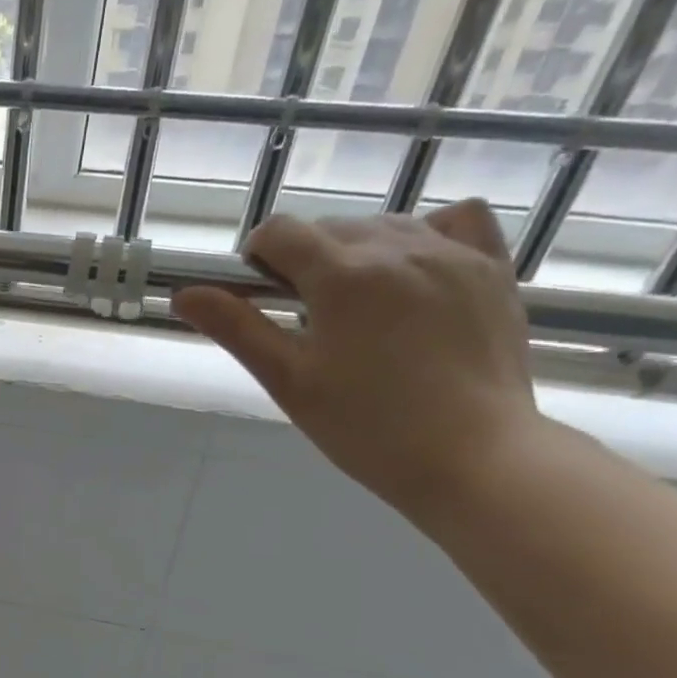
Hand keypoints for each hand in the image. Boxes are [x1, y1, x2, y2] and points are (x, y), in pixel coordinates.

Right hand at [172, 199, 542, 515]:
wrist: (472, 456)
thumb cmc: (365, 427)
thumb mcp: (288, 380)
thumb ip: (237, 329)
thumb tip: (184, 294)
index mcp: (342, 275)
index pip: (280, 232)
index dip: (257, 258)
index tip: (258, 296)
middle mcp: (398, 246)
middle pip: (329, 227)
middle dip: (304, 259)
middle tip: (305, 319)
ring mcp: (453, 253)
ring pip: (385, 224)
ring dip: (356, 251)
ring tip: (357, 307)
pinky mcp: (493, 268)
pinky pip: (454, 221)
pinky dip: (425, 234)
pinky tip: (415, 271)